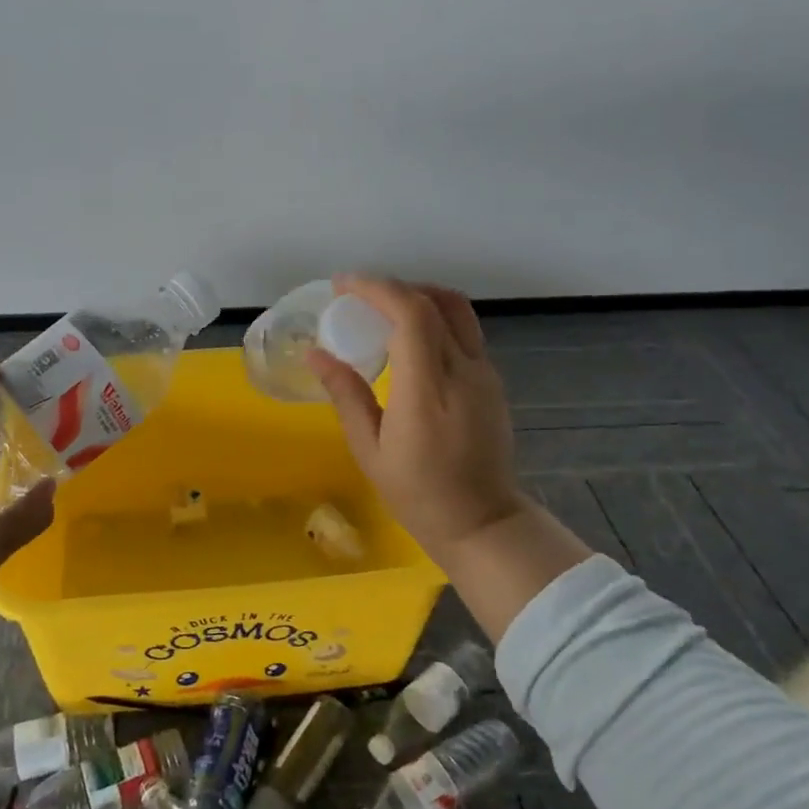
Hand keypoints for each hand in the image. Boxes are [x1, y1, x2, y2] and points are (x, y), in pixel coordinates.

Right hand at [306, 275, 528, 565]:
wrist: (482, 522)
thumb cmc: (417, 494)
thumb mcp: (369, 450)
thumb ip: (346, 395)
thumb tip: (315, 354)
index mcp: (428, 391)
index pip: (411, 315)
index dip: (377, 289)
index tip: (342, 286)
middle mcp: (463, 371)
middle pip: (436, 301)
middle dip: (392, 287)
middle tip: (356, 297)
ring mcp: (485, 373)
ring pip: (457, 310)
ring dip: (418, 296)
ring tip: (383, 309)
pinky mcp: (493, 380)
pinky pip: (464, 331)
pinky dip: (434, 317)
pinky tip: (409, 338)